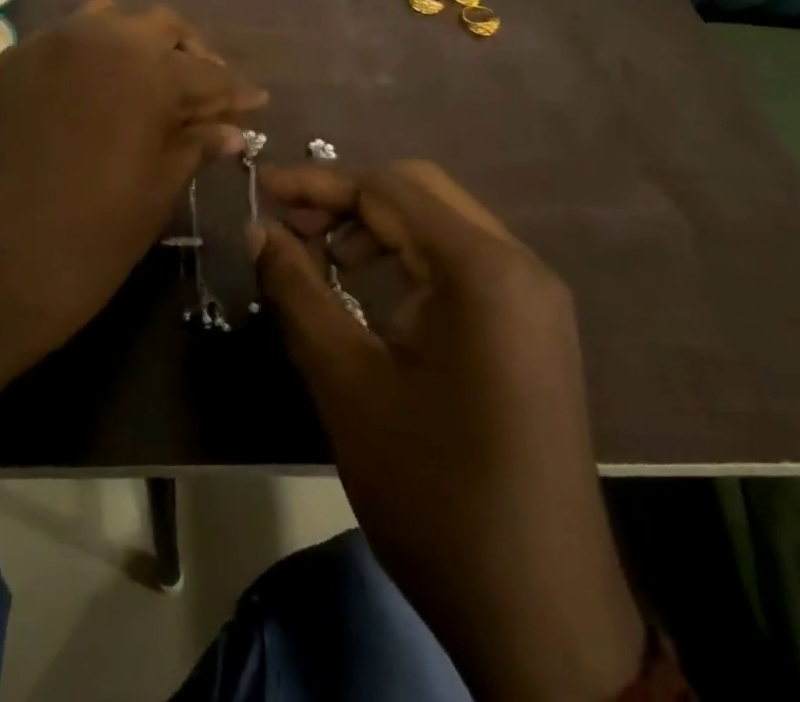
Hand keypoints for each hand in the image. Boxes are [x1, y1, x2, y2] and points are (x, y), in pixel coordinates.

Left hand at [0, 0, 265, 420]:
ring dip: (141, 46)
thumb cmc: (68, 254)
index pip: (207, 71)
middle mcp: (93, 38)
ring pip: (109, 23)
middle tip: (209, 99)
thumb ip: (190, 151)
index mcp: (142, 70)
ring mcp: (41, 46)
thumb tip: (228, 128)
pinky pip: (65, 41)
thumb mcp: (147, 206)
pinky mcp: (4, 65)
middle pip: (160, 28)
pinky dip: (96, 57)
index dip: (236, 91)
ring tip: (154, 91)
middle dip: (193, 57)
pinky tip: (99, 96)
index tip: (257, 105)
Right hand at [256, 160, 644, 701]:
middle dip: (347, 199)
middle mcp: (518, 265)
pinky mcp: (534, 329)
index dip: (318, 184)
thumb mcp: (345, 381)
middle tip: (291, 228)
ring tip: (323, 262)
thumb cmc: (433, 491)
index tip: (262, 192)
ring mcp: (534, 298)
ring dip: (377, 227)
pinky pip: (462, 263)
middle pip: (418, 191)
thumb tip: (259, 228)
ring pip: (441, 224)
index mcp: (480, 269)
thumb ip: (297, 289)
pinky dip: (408, 259)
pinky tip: (370, 293)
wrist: (540, 615)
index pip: (386, 188)